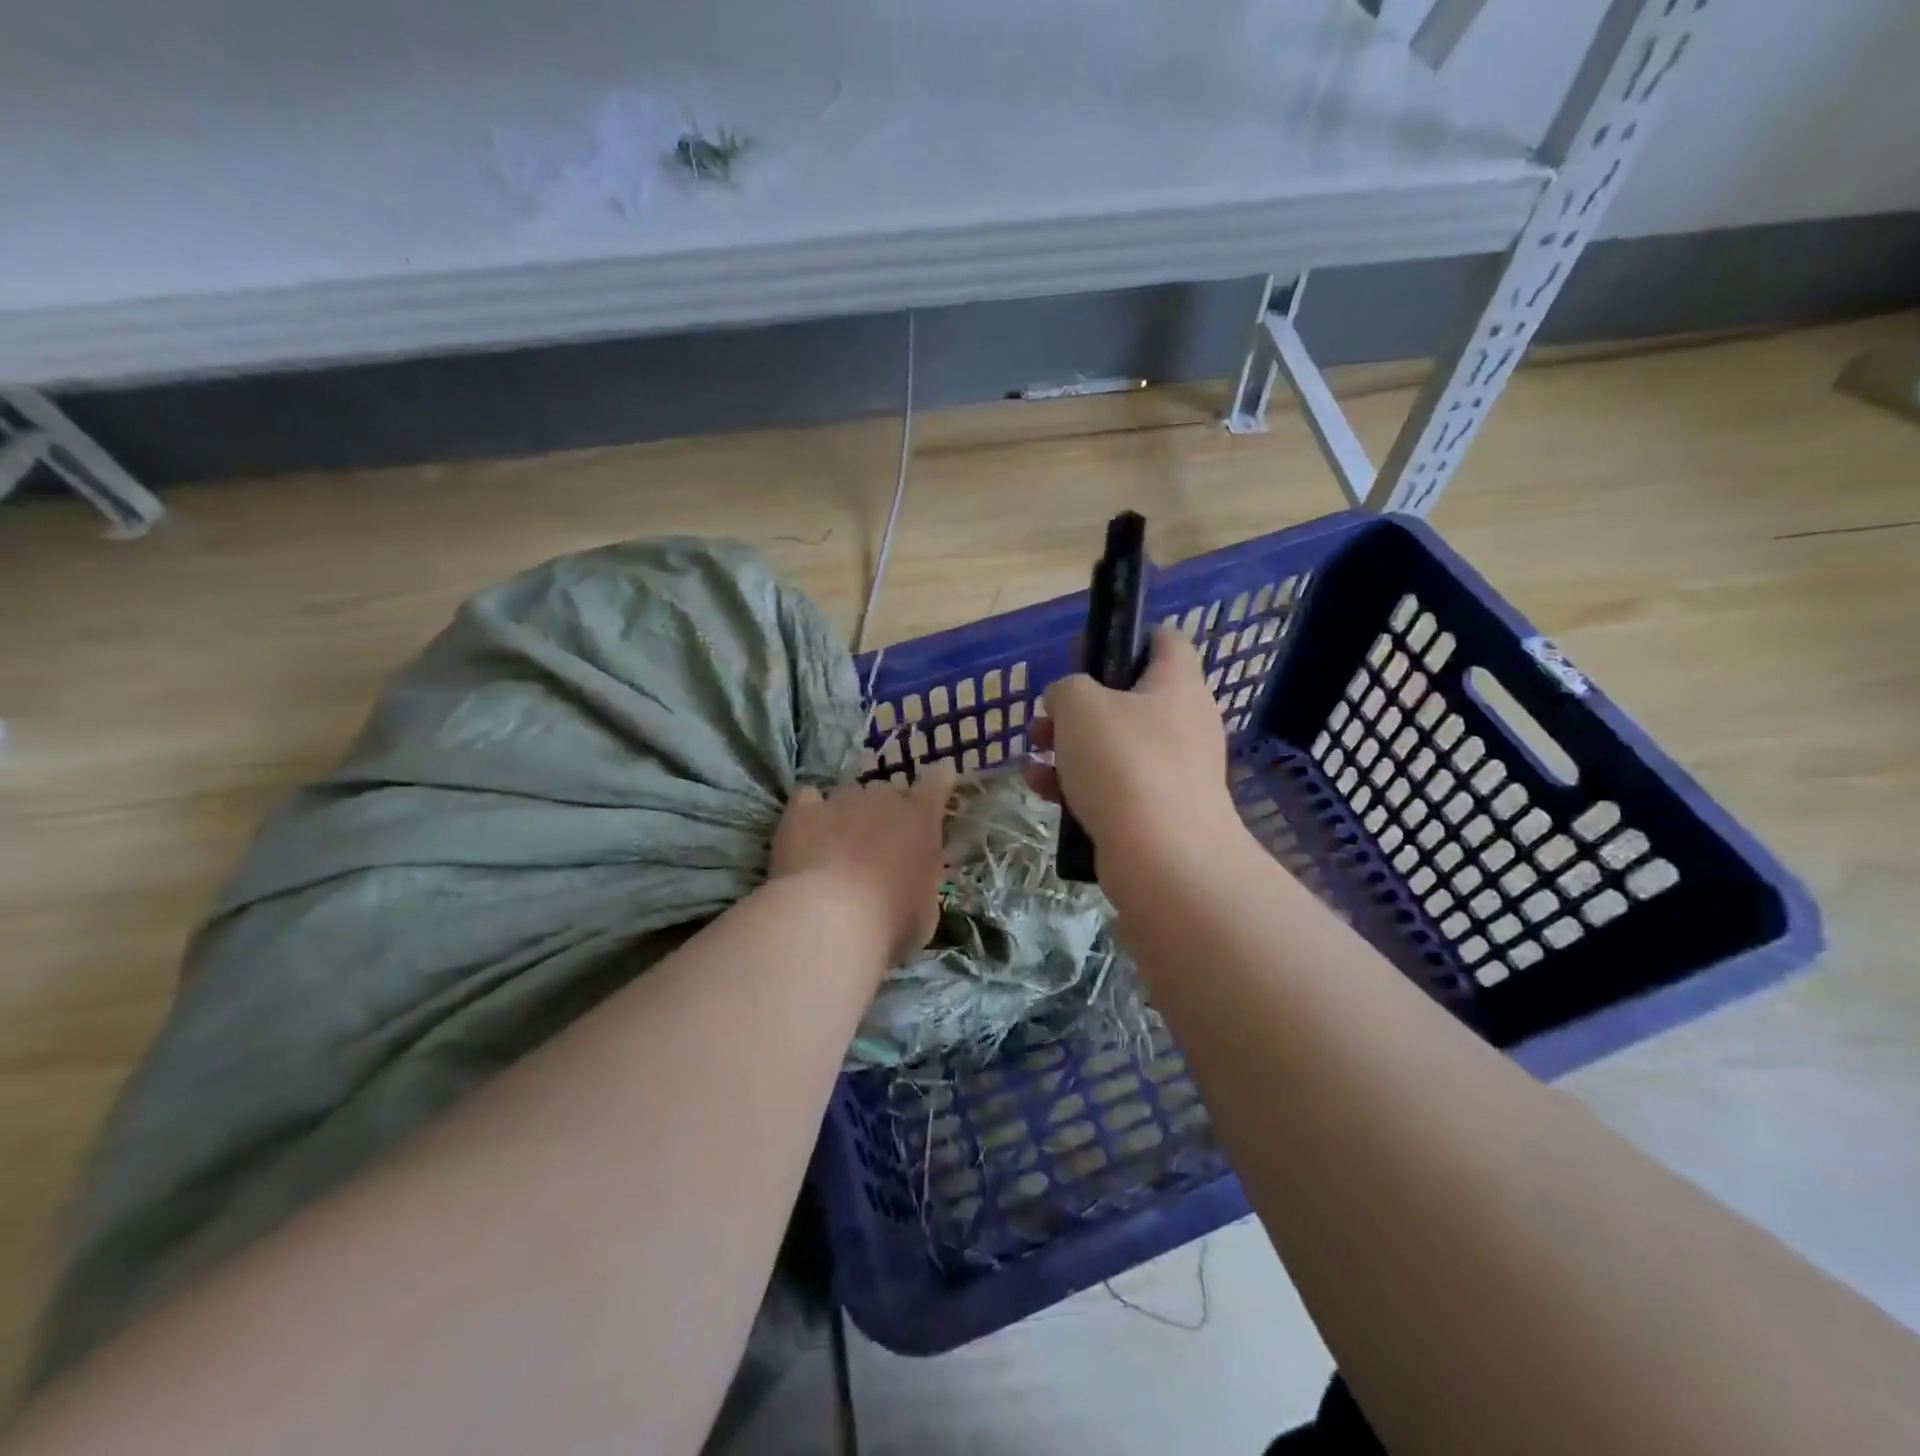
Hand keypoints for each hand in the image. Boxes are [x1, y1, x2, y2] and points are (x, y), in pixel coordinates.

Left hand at [770, 762, 955, 966]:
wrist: (831, 920)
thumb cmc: (891, 921)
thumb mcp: (925, 908)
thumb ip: (923, 879)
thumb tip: (914, 877)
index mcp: (922, 818)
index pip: (938, 782)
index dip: (937, 783)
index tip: (936, 790)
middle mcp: (884, 798)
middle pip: (888, 794)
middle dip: (886, 815)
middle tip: (878, 849)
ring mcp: (841, 799)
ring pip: (849, 797)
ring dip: (847, 817)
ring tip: (836, 849)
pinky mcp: (803, 810)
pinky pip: (808, 799)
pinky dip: (810, 813)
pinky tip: (806, 834)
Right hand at [1024, 626, 1242, 885]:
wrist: (1163, 857)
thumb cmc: (1124, 762)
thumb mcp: (1080, 705)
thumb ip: (1067, 688)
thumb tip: (1067, 700)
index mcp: (1177, 684)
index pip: (1165, 640)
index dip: (1125, 637)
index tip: (1084, 654)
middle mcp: (1184, 723)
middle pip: (1129, 699)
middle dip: (1078, 707)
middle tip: (1045, 718)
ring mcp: (1175, 771)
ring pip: (1115, 747)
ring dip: (1070, 749)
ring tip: (1033, 757)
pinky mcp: (1159, 812)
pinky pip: (1115, 787)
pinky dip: (1080, 785)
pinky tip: (1042, 791)